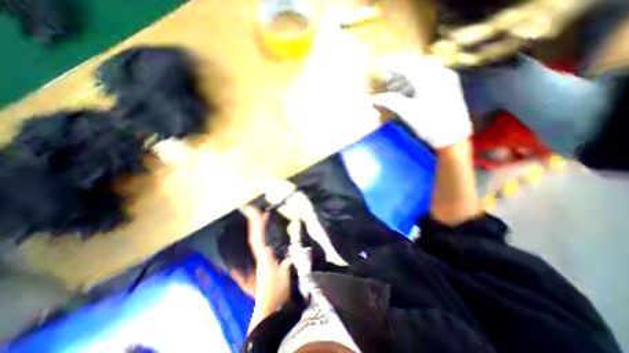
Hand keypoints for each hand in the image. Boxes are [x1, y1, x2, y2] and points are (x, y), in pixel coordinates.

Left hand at [241, 207, 294, 321]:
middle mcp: (261, 254)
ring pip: (258, 238)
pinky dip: (263, 234)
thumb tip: (290, 251)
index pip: (257, 237)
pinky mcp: (266, 260)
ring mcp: (262, 257)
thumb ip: (286, 262)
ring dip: (259, 226)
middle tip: (254, 208)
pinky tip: (267, 231)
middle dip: (255, 221)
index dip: (256, 224)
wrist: (270, 307)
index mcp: (264, 256)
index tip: (254, 211)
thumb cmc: (276, 291)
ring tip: (262, 215)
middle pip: (255, 235)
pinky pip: (262, 243)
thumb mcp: (284, 275)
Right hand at [373, 56, 471, 148]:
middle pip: (415, 63)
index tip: (379, 62)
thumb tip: (375, 99)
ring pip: (424, 68)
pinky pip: (431, 74)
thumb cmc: (430, 125)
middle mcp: (439, 73)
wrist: (454, 137)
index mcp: (427, 79)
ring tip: (396, 86)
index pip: (406, 66)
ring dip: (408, 74)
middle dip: (400, 67)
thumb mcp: (407, 113)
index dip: (391, 64)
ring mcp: (447, 77)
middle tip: (387, 75)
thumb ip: (390, 102)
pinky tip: (411, 89)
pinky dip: (418, 78)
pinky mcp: (450, 84)